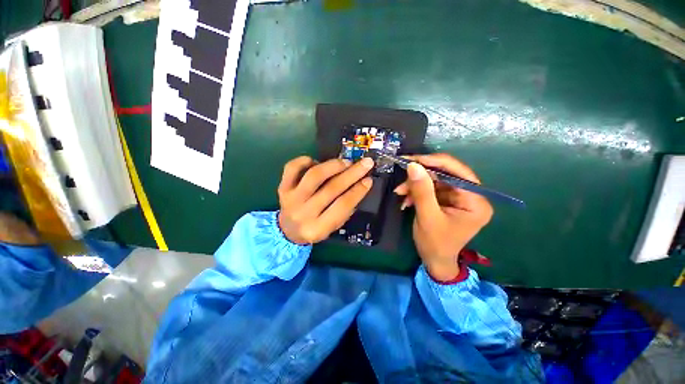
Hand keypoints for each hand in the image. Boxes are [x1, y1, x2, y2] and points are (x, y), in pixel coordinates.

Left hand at [278, 156, 373, 243]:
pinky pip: (292, 168)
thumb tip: (359, 184)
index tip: (369, 180)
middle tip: (365, 164)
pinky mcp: (282, 187)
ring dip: (333, 166)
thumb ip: (345, 209)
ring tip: (345, 162)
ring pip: (314, 176)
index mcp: (318, 228)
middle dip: (352, 174)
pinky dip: (305, 160)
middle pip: (331, 189)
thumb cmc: (315, 228)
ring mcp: (291, 199)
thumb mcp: (333, 227)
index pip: (342, 206)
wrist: (287, 230)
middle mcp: (303, 213)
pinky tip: (317, 161)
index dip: (358, 191)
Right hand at [394, 154, 492, 280]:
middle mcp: (471, 196)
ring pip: (435, 180)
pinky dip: (416, 192)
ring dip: (415, 185)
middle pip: (445, 174)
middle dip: (420, 177)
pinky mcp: (447, 200)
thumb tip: (413, 165)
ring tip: (400, 193)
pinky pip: (431, 189)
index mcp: (476, 201)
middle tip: (401, 179)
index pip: (458, 171)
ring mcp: (458, 198)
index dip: (434, 162)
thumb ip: (422, 191)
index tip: (412, 160)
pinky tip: (406, 200)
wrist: (434, 260)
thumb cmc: (435, 243)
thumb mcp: (427, 217)